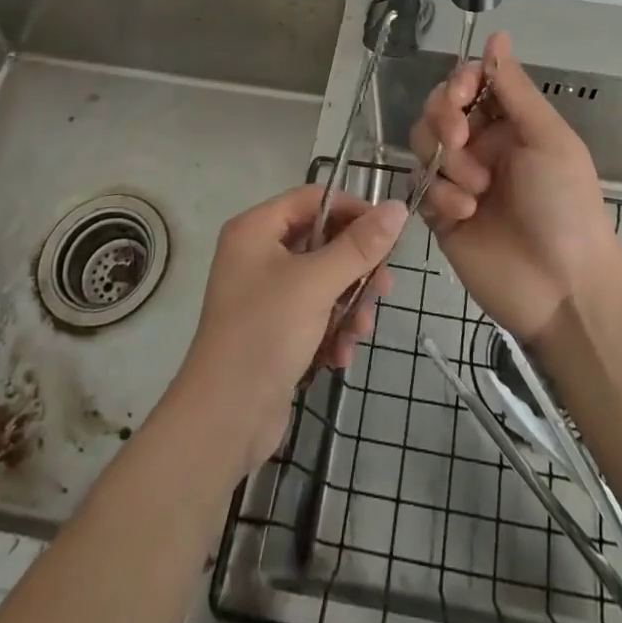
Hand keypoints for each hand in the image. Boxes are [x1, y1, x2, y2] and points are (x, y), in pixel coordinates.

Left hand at [172, 185, 406, 478]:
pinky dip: (332, 330)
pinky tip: (340, 356)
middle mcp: (257, 254)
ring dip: (348, 306)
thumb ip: (360, 245)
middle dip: (355, 270)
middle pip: (323, 242)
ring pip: (324, 281)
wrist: (223, 423)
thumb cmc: (265, 334)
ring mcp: (264, 294)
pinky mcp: (273, 330)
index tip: (388, 234)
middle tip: (384, 289)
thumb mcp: (317, 284)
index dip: (352, 211)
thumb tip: (398, 207)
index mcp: (256, 229)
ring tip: (360, 333)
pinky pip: (314, 313)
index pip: (314, 199)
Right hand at [411, 31, 621, 341]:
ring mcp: (459, 179)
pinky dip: (439, 195)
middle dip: (443, 118)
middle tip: (460, 139)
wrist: (562, 289)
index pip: (469, 84)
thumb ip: (514, 88)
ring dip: (446, 162)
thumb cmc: (565, 205)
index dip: (458, 82)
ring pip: (424, 144)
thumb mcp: (548, 138)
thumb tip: (497, 34)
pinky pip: (420, 186)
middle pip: (439, 110)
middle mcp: (482, 145)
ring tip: (475, 191)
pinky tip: (464, 214)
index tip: (461, 94)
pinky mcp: (441, 214)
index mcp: (510, 123)